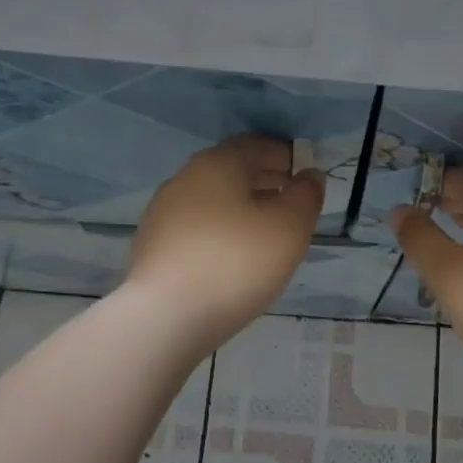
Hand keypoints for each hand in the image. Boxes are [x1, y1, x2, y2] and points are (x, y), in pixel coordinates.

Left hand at [128, 135, 324, 349]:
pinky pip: (197, 226)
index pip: (255, 145)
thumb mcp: (289, 227)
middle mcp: (184, 178)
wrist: (166, 317)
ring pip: (213, 199)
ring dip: (242, 206)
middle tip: (292, 199)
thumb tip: (309, 176)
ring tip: (267, 230)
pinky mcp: (153, 245)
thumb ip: (306, 195)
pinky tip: (234, 255)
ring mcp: (163, 213)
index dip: (284, 154)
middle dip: (265, 180)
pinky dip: (220, 229)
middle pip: (231, 170)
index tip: (305, 172)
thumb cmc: (236, 262)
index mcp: (216, 164)